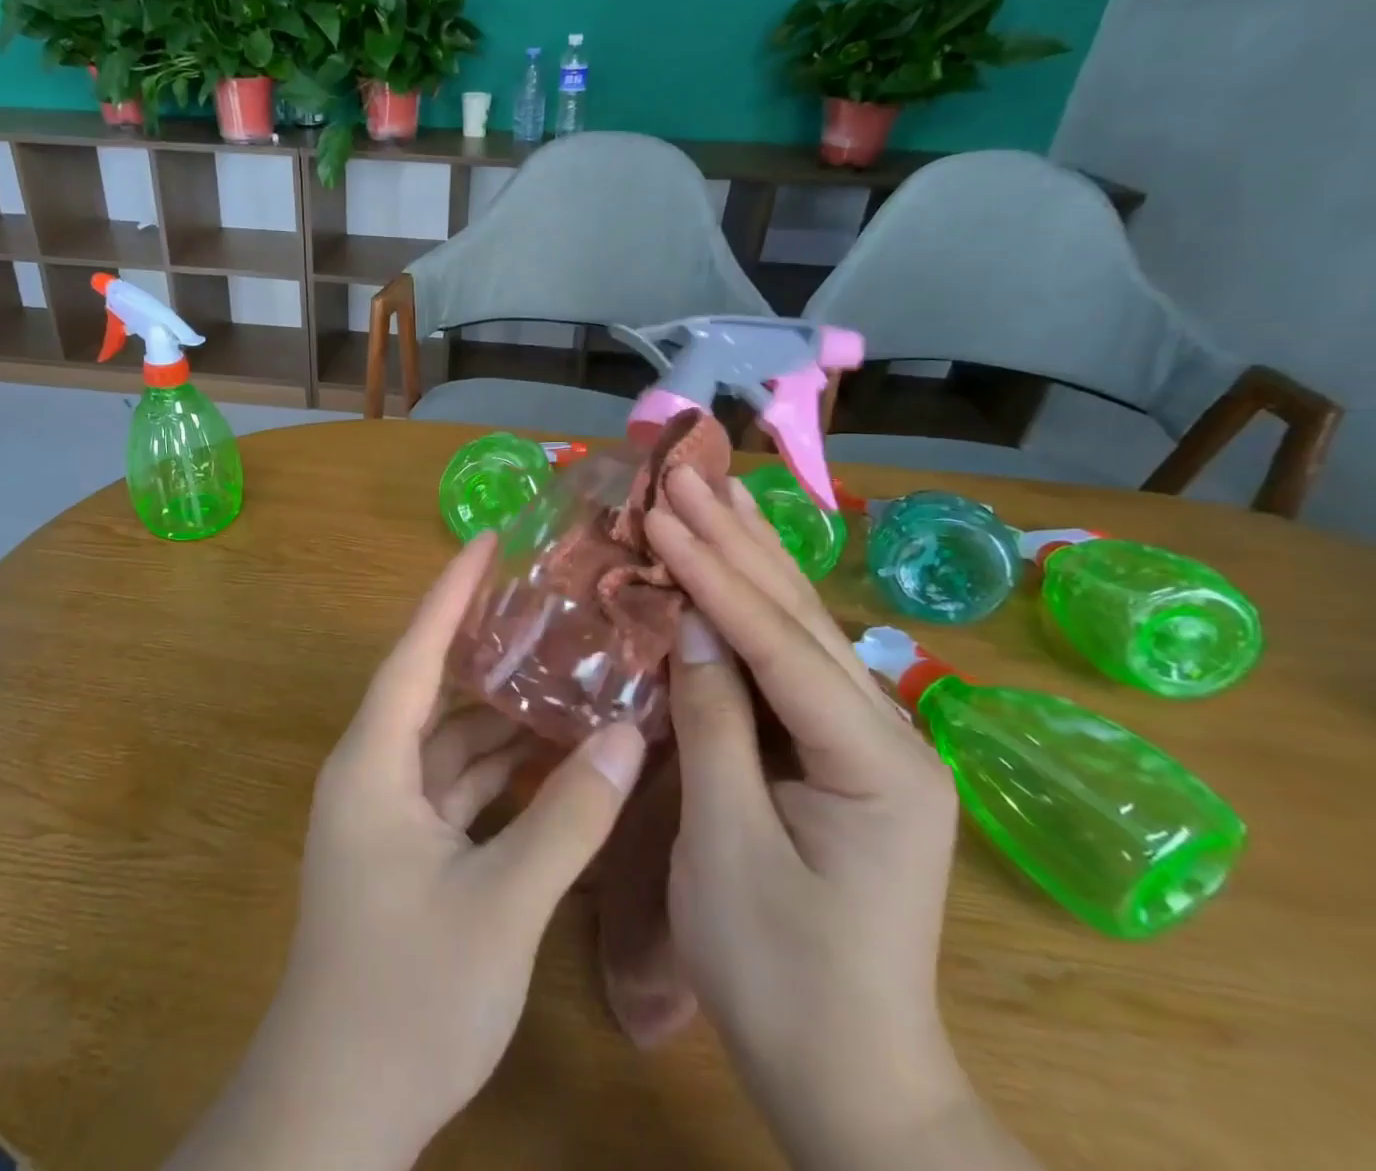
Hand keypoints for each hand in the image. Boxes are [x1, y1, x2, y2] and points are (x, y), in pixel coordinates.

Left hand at [166, 532, 647, 1170]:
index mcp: (374, 763)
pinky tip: (554, 755)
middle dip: (487, 646)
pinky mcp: (407, 850)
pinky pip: (458, 786)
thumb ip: (566, 819)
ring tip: (566, 669)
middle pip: (434, 688)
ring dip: (503, 713)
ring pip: (451, 740)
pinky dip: (502, 769)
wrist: (337, 1109)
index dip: (451, 593)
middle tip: (549, 603)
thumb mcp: (500, 904)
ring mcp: (389, 814)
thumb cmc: (406, 995)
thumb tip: (627, 737)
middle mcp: (375, 773)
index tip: (487, 541)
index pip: (415, 653)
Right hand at [648, 469, 999, 1169]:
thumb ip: (714, 721)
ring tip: (715, 493)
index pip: (777, 641)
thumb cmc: (776, 971)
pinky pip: (789, 662)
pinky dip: (752, 607)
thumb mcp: (725, 843)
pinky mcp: (840, 752)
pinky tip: (734, 568)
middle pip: (799, 616)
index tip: (662, 512)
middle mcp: (888, 733)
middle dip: (737, 540)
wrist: (848, 1075)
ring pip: (801, 628)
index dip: (713, 573)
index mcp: (872, 761)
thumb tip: (690, 621)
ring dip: (750, 557)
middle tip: (687, 474)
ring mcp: (870, 740)